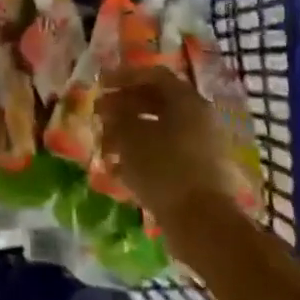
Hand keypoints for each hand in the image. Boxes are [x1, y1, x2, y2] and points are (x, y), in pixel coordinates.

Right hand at [97, 67, 242, 229]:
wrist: (201, 223)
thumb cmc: (163, 169)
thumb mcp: (130, 137)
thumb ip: (116, 116)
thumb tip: (109, 107)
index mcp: (187, 101)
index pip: (154, 76)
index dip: (123, 76)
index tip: (99, 83)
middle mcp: (198, 118)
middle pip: (157, 101)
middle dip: (124, 106)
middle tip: (98, 114)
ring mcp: (200, 146)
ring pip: (159, 129)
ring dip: (129, 132)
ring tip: (104, 144)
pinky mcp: (197, 172)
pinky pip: (165, 153)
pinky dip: (141, 155)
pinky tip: (118, 169)